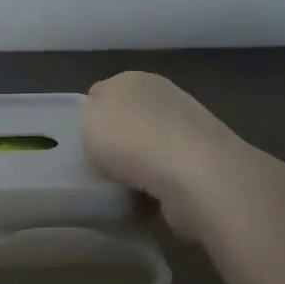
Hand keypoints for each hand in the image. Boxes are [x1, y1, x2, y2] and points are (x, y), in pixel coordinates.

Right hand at [82, 72, 245, 240]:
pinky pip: (166, 178)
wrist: (196, 176)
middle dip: (116, 145)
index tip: (80, 143)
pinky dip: (155, 191)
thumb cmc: (132, 140)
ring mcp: (189, 131)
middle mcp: (165, 97)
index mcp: (134, 79)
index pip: (102, 94)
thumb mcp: (87, 116)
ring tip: (120, 191)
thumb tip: (102, 122)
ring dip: (136, 170)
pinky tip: (145, 204)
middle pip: (128, 122)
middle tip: (98, 168)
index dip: (90, 118)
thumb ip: (88, 113)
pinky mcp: (204, 165)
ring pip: (147, 151)